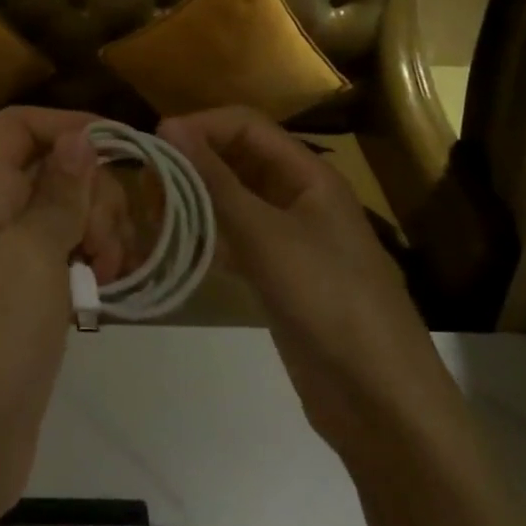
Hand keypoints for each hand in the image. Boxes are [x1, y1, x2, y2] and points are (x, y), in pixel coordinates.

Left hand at [0, 108, 127, 517]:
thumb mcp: (32, 252)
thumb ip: (59, 191)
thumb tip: (80, 135)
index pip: (20, 126)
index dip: (66, 126)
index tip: (119, 151)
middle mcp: (0, 214)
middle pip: (58, 167)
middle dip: (96, 192)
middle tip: (105, 241)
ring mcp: (18, 256)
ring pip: (74, 211)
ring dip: (104, 230)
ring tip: (109, 273)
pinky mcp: (36, 293)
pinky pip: (75, 253)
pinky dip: (98, 260)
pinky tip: (110, 288)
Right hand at [158, 107, 435, 457]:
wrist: (379, 399)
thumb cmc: (327, 299)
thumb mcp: (267, 235)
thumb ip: (216, 181)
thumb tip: (171, 127)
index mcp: (308, 175)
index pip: (246, 126)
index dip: (202, 126)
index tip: (155, 143)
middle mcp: (298, 197)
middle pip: (239, 159)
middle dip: (194, 162)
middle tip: (147, 182)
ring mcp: (289, 238)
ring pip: (234, 200)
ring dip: (195, 198)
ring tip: (152, 210)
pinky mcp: (278, 275)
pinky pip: (236, 238)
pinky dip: (206, 234)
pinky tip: (177, 245)